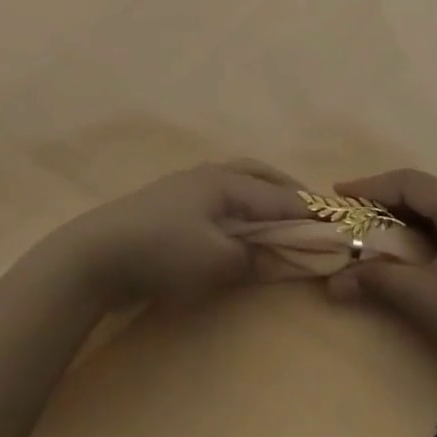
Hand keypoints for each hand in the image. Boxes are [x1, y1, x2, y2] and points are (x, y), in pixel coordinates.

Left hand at [46, 161, 308, 310]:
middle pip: (259, 176)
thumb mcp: (216, 260)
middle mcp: (210, 175)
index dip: (310, 215)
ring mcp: (187, 187)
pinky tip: (239, 227)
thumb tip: (281, 256)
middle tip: (312, 215)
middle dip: (288, 193)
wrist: (97, 254)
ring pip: (238, 184)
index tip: (338, 230)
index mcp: (226, 182)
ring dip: (263, 198)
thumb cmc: (162, 252)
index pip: (280, 197)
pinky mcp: (171, 205)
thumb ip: (254, 257)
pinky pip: (220, 199)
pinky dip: (241, 208)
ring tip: (280, 220)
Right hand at [327, 168, 436, 385]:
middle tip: (356, 217)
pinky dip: (434, 236)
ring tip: (382, 235)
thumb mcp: (425, 301)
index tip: (339, 195)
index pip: (410, 183)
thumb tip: (332, 281)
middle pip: (430, 194)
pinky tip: (422, 257)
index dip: (370, 186)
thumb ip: (377, 281)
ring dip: (411, 220)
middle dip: (388, 203)